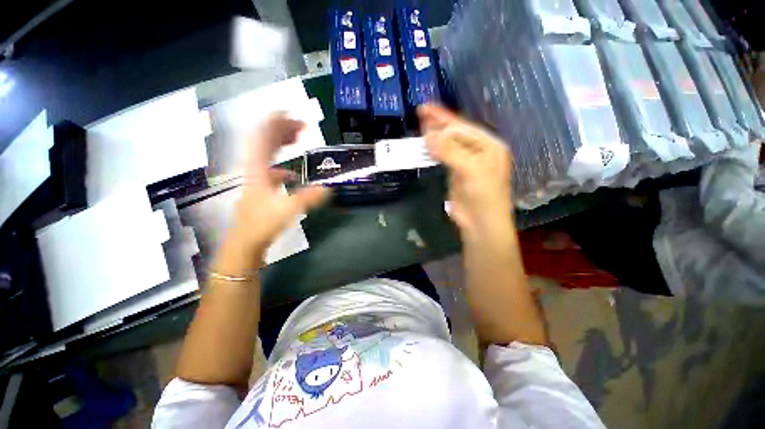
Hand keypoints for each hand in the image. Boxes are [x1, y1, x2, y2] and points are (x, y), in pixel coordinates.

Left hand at [228, 114, 328, 260]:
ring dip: (280, 142)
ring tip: (297, 139)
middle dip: (282, 129)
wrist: (245, 242)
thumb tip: (327, 189)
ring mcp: (255, 178)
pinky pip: (269, 167)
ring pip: (265, 152)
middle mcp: (253, 168)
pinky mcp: (259, 187)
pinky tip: (291, 172)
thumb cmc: (262, 224)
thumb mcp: (288, 209)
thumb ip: (308, 198)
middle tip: (301, 125)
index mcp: (257, 169)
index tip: (290, 112)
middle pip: (264, 140)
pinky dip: (280, 164)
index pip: (263, 137)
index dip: (275, 122)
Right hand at [418, 105, 512, 238]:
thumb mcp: (470, 170)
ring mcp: (467, 161)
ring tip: (421, 124)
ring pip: (449, 144)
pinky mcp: (457, 172)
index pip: (463, 127)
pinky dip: (435, 149)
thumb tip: (431, 135)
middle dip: (439, 123)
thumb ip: (451, 151)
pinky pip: (445, 156)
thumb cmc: (483, 195)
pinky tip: (427, 144)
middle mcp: (479, 150)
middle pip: (456, 132)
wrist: (480, 222)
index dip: (444, 118)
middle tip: (421, 113)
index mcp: (489, 145)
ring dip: (435, 135)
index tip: (426, 109)